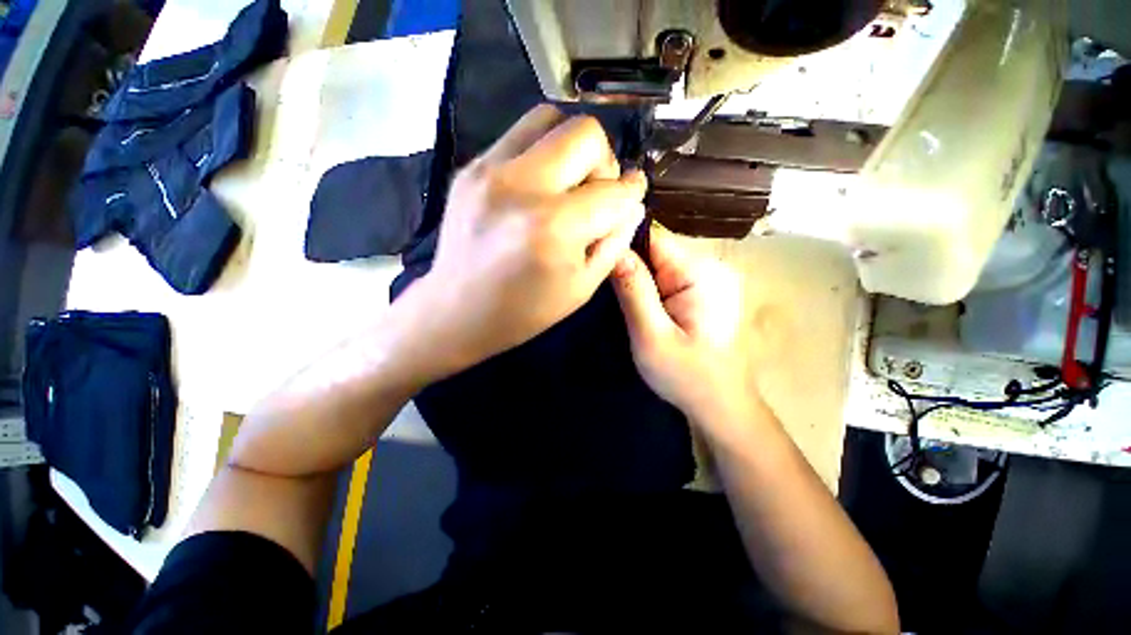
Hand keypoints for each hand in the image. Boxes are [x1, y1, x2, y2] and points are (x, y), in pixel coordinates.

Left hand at [411, 105, 646, 371]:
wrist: (456, 310)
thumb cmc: (523, 311)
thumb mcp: (581, 287)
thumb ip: (614, 242)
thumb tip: (633, 203)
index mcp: (554, 228)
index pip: (613, 192)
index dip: (632, 194)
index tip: (632, 197)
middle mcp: (522, 187)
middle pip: (586, 134)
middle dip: (605, 162)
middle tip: (595, 192)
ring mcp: (490, 170)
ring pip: (550, 118)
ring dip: (572, 148)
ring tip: (567, 183)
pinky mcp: (471, 167)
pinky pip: (519, 135)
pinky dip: (541, 152)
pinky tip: (537, 186)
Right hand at [610, 224, 755, 429]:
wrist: (721, 406)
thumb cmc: (687, 376)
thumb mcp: (651, 336)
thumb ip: (634, 291)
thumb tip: (614, 250)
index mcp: (701, 273)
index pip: (653, 239)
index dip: (623, 248)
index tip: (598, 264)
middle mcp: (710, 267)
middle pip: (656, 251)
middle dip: (629, 267)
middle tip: (605, 291)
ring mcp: (709, 280)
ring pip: (659, 265)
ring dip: (637, 280)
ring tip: (618, 301)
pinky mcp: (703, 293)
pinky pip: (667, 279)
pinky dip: (649, 289)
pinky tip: (639, 307)